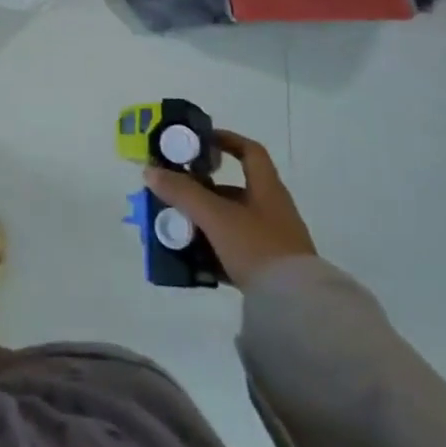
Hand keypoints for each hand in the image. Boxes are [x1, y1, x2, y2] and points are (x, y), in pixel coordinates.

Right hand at [145, 131, 315, 289]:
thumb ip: (183, 192)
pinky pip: (235, 250)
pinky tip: (192, 257)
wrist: (295, 306)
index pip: (250, 152)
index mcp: (267, 189)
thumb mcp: (216, 216)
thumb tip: (150, 170)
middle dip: (201, 190)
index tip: (199, 142)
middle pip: (233, 190)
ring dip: (204, 221)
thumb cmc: (258, 247)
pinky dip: (213, 249)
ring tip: (176, 226)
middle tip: (173, 192)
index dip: (226, 140)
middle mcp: (272, 210)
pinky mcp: (269, 269)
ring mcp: (272, 241)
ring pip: (231, 221)